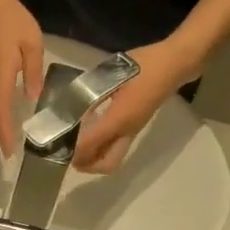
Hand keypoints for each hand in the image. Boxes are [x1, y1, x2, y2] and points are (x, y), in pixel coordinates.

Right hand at [0, 0, 46, 157]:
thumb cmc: (13, 21)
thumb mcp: (32, 44)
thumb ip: (33, 72)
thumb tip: (33, 96)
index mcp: (0, 76)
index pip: (0, 112)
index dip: (4, 134)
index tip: (10, 153)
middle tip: (8, 153)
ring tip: (6, 139)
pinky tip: (5, 117)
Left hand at [71, 38, 201, 173]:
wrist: (175, 64)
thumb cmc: (145, 65)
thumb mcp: (113, 73)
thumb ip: (91, 91)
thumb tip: (70, 105)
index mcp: (120, 119)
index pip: (90, 144)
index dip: (72, 149)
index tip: (54, 145)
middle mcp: (127, 131)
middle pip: (107, 164)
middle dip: (85, 165)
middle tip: (67, 155)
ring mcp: (134, 130)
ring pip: (112, 157)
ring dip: (93, 159)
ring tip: (75, 147)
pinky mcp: (136, 126)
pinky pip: (117, 146)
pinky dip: (101, 147)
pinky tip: (90, 132)